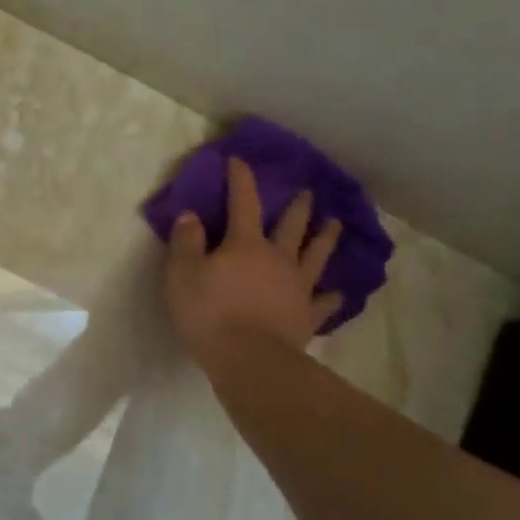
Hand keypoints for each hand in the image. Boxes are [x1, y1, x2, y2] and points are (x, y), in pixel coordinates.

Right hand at [164, 156, 343, 364]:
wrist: (249, 359)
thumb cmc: (209, 313)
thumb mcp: (182, 274)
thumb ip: (186, 243)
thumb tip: (190, 216)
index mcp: (245, 244)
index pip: (243, 203)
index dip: (241, 180)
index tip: (239, 160)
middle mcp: (278, 259)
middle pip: (292, 226)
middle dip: (297, 207)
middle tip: (307, 192)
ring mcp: (297, 288)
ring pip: (316, 257)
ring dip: (325, 239)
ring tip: (335, 224)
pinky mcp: (306, 316)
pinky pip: (323, 303)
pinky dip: (331, 297)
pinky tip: (337, 293)